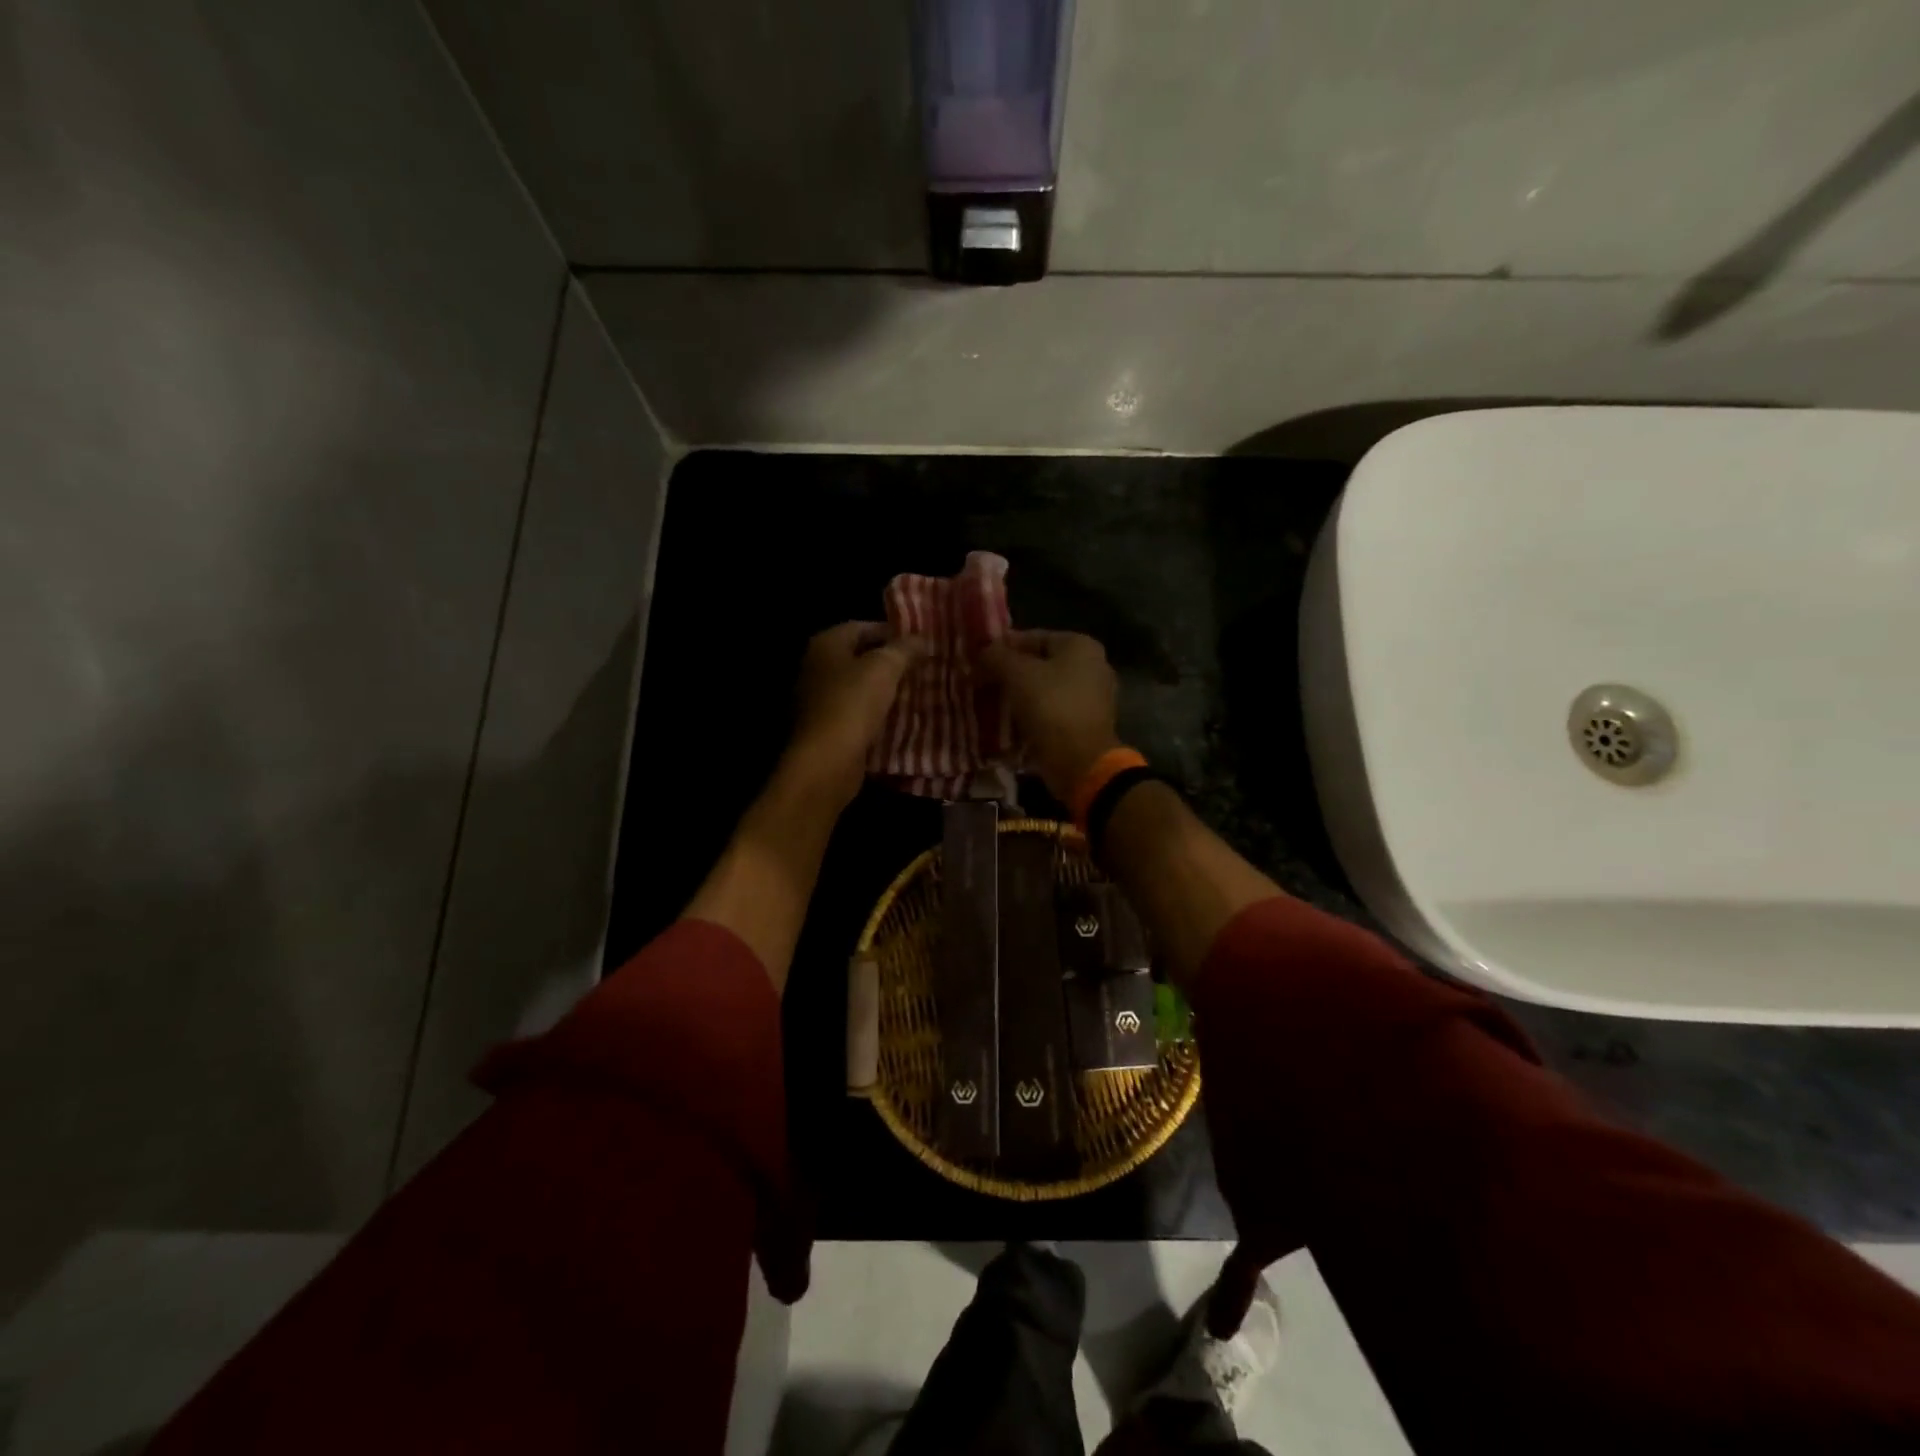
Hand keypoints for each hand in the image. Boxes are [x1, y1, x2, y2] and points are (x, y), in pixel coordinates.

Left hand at [785, 621, 926, 806]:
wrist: (827, 761)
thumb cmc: (853, 704)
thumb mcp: (885, 668)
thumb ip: (904, 649)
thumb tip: (920, 639)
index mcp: (825, 644)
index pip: (862, 627)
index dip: (892, 632)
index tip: (920, 644)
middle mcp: (816, 667)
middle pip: (860, 657)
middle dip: (890, 663)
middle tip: (922, 668)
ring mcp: (818, 700)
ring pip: (859, 687)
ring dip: (885, 690)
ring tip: (917, 693)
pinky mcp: (826, 728)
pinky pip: (856, 714)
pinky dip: (876, 714)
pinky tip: (900, 720)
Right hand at [979, 630, 1121, 802]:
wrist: (1080, 762)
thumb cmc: (1051, 707)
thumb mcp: (1017, 674)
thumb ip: (996, 656)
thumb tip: (982, 651)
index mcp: (1080, 645)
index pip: (1033, 637)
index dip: (1002, 647)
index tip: (977, 661)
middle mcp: (1092, 666)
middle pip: (1039, 664)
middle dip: (1009, 674)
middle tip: (980, 683)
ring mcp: (1091, 698)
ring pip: (1044, 690)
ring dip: (1018, 696)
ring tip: (989, 704)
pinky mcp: (1085, 725)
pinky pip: (1051, 713)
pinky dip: (1031, 716)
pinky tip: (1008, 724)